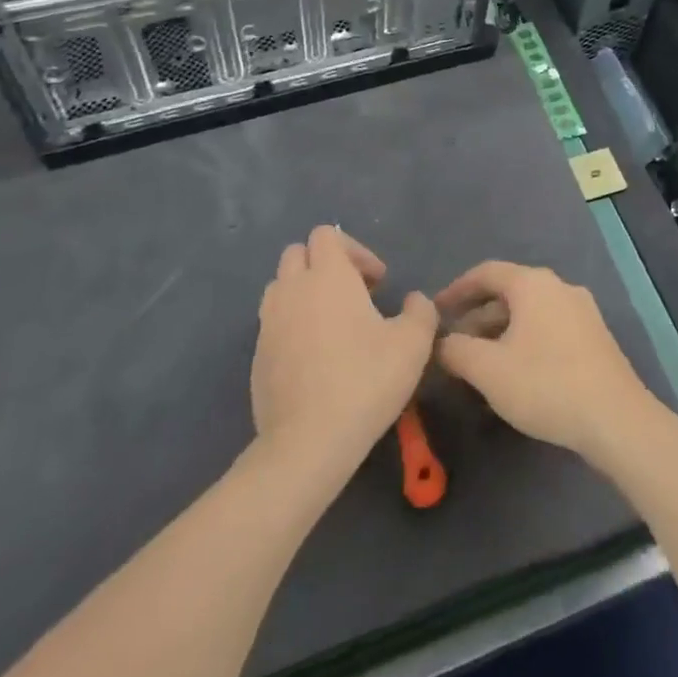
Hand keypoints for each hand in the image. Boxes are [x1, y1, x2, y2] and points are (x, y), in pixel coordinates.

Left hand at [252, 226, 436, 474]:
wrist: (308, 442)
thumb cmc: (365, 381)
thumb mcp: (413, 344)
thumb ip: (420, 311)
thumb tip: (414, 300)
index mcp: (327, 276)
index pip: (326, 234)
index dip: (355, 250)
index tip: (376, 282)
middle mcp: (292, 289)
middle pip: (297, 253)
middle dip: (325, 265)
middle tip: (355, 296)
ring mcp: (269, 323)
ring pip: (280, 286)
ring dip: (304, 292)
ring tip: (332, 324)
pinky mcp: (257, 356)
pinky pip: (273, 323)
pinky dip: (292, 325)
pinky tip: (315, 358)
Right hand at [435, 261, 656, 461]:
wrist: (616, 419)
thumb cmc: (545, 384)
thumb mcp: (488, 370)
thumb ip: (456, 350)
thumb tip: (442, 342)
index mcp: (533, 284)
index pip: (486, 272)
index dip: (456, 289)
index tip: (435, 311)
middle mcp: (559, 287)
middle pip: (509, 292)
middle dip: (478, 316)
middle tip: (454, 344)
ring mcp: (582, 311)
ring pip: (530, 312)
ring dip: (500, 331)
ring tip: (480, 363)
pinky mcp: (595, 337)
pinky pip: (549, 328)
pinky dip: (524, 341)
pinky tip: (516, 373)